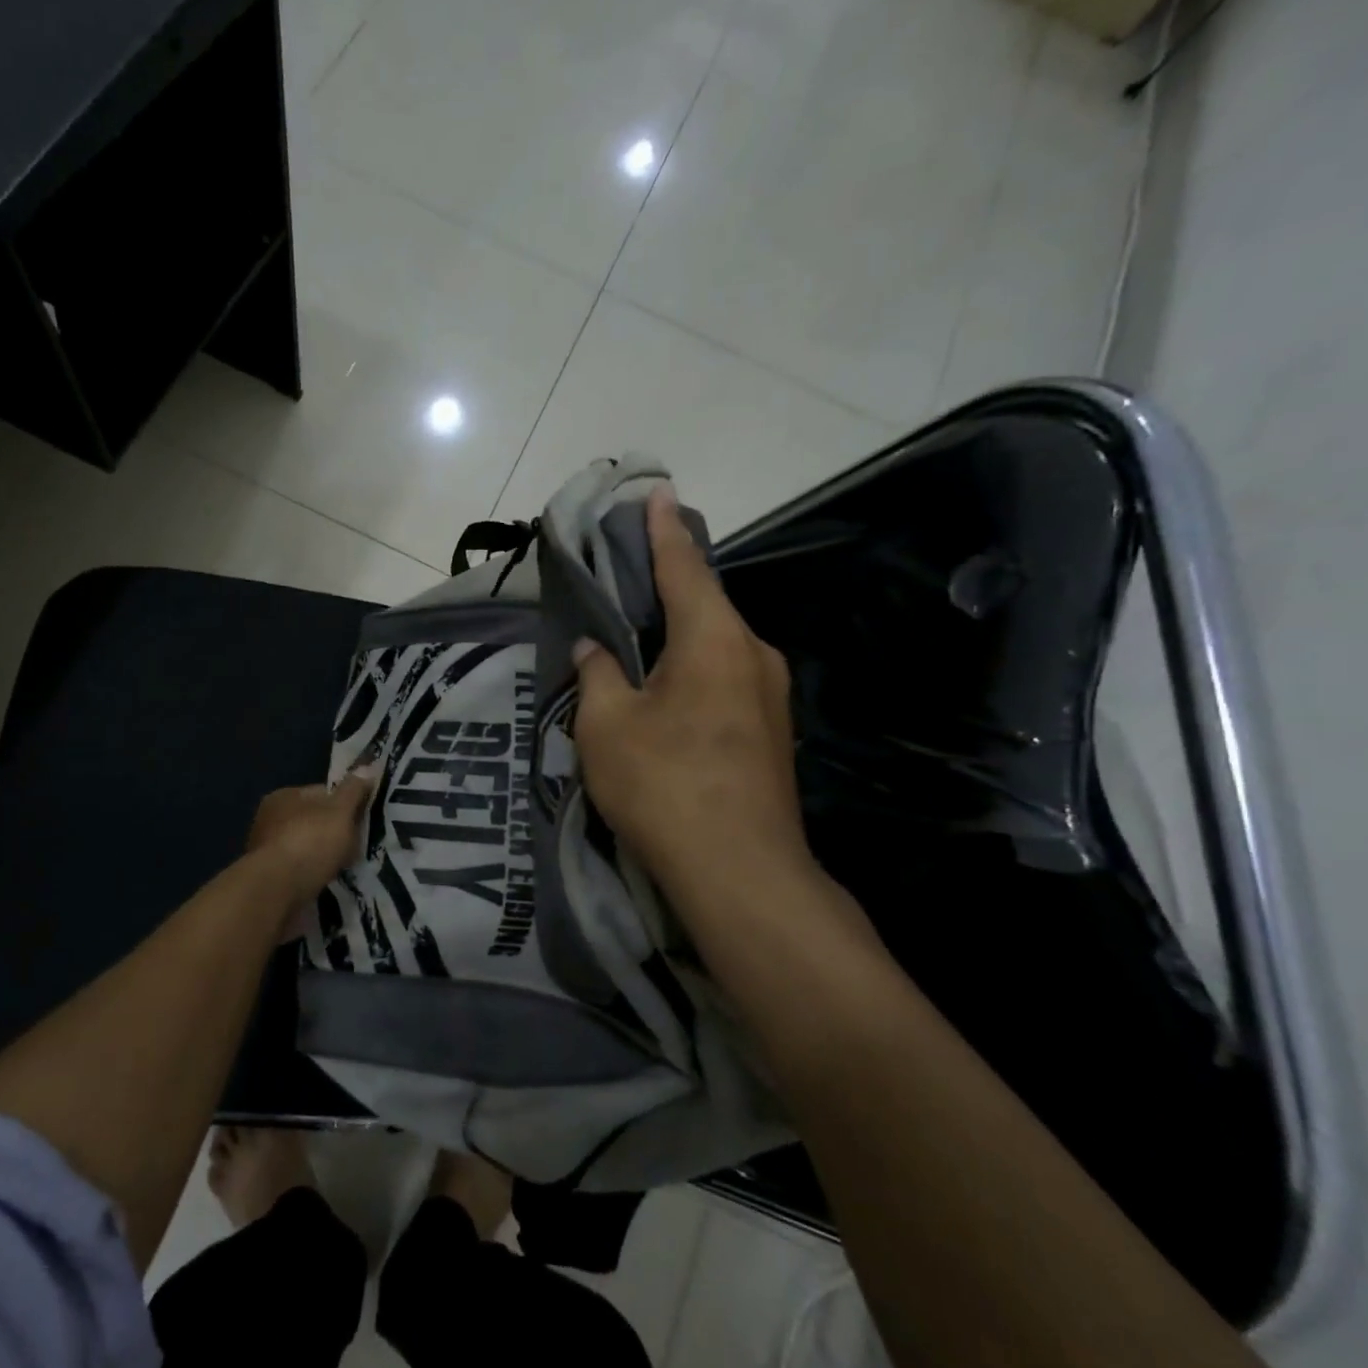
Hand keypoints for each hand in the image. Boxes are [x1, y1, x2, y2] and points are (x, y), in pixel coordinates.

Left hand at [245, 771, 374, 910]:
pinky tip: (327, 882)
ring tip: (346, 867)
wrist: (276, 892)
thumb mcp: (340, 811)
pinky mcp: (268, 878)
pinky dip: (313, 874)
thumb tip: (368, 767)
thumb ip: (354, 790)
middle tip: (357, 845)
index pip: (322, 793)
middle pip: (313, 821)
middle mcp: (270, 819)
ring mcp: (266, 850)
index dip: (346, 803)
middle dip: (334, 832)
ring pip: (307, 847)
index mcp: (284, 796)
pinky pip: (300, 871)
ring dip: (323, 856)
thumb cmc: (310, 842)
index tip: (363, 819)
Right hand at [573, 487, 820, 908]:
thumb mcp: (606, 726)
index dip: (663, 530)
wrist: (741, 874)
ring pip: (715, 647)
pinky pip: (724, 680)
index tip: (659, 493)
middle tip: (628, 576)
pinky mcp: (770, 733)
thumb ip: (598, 675)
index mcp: (714, 639)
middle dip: (667, 587)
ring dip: (679, 635)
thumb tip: (597, 649)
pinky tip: (666, 692)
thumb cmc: (664, 786)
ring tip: (639, 638)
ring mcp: (770, 696)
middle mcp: (753, 654)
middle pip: (705, 605)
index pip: (684, 566)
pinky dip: (693, 670)